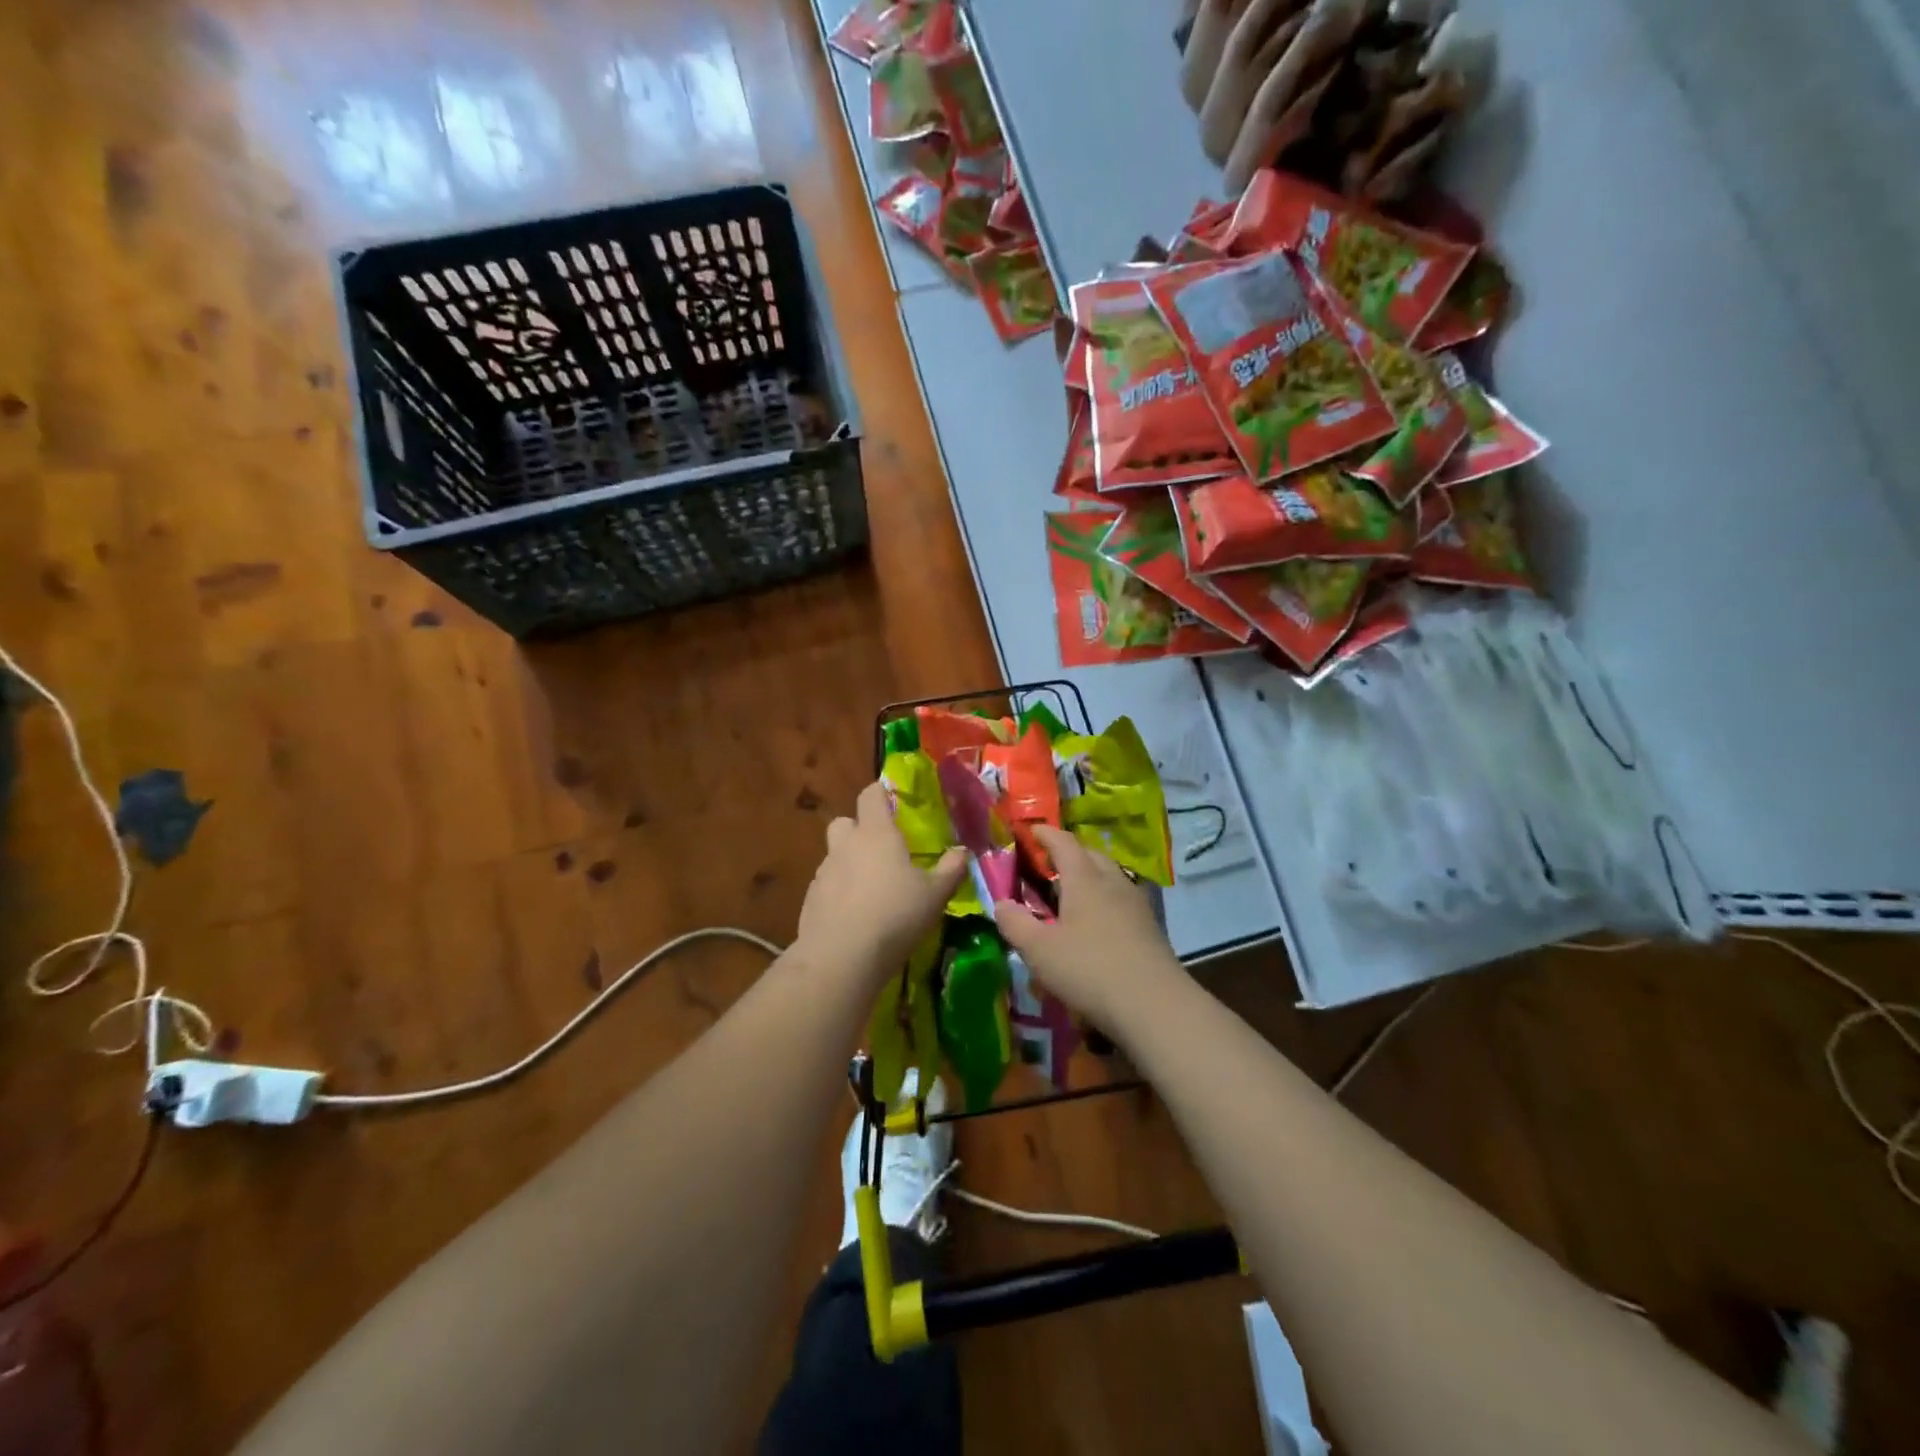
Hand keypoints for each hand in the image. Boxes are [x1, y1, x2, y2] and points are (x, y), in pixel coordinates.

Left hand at [795, 782, 967, 985]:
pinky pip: (827, 885)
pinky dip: (840, 892)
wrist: (841, 958)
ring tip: (872, 889)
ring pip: (835, 855)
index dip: (881, 793)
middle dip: (859, 829)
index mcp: (876, 833)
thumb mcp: (935, 895)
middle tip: (882, 849)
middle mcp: (845, 845)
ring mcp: (824, 872)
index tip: (894, 801)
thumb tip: (962, 851)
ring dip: (850, 863)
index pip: (870, 794)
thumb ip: (951, 869)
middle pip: (845, 822)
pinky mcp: (810, 900)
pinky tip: (855, 915)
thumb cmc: (895, 916)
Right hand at [993, 826, 1181, 1031]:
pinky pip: (1121, 899)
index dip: (1045, 834)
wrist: (1154, 1006)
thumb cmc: (1089, 969)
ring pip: (1109, 876)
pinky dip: (1104, 899)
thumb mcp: (1039, 950)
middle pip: (1090, 855)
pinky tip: (1096, 922)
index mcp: (1085, 878)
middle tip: (1048, 864)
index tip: (1030, 831)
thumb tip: (1001, 903)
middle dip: (1069, 853)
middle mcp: (1113, 882)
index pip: (1063, 842)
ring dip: (1089, 876)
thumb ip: (1015, 923)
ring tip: (1071, 893)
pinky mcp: (1150, 927)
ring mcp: (1136, 904)